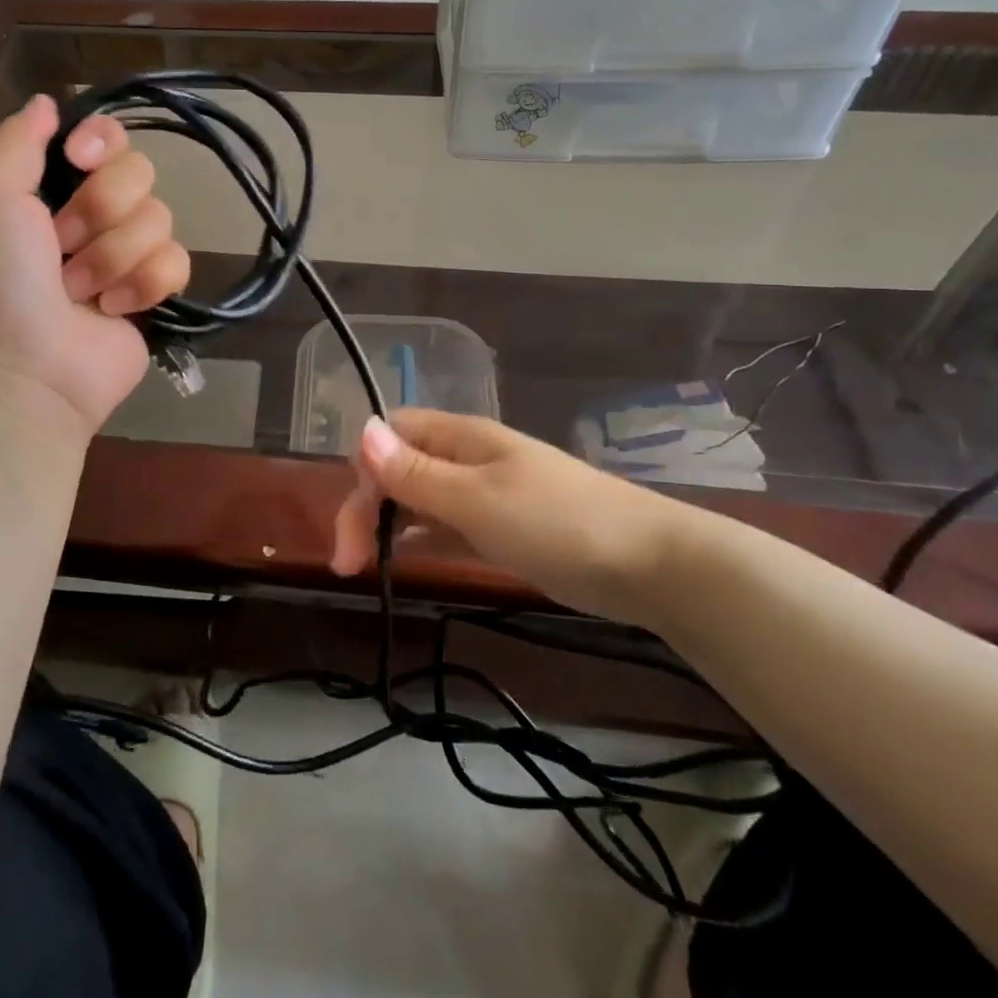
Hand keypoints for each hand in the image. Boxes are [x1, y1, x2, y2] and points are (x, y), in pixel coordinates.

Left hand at [0, 94, 190, 437]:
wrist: (28, 372)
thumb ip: (16, 142)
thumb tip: (49, 102)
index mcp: (50, 189)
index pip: (104, 136)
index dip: (102, 142)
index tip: (79, 161)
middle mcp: (92, 216)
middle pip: (139, 174)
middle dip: (100, 212)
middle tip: (62, 247)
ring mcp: (126, 256)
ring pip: (159, 219)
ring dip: (113, 257)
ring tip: (81, 292)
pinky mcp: (154, 293)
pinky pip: (177, 261)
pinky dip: (144, 286)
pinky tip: (114, 311)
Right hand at [331, 409, 709, 628]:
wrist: (648, 562)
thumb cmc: (558, 522)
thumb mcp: (478, 499)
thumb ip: (417, 473)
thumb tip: (361, 431)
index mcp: (460, 437)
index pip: (390, 433)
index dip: (363, 470)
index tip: (354, 526)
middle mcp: (466, 457)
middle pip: (398, 466)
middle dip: (367, 505)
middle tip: (349, 562)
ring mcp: (486, 491)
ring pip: (420, 496)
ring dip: (389, 523)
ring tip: (366, 566)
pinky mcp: (502, 525)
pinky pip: (447, 523)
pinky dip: (422, 537)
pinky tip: (406, 559)